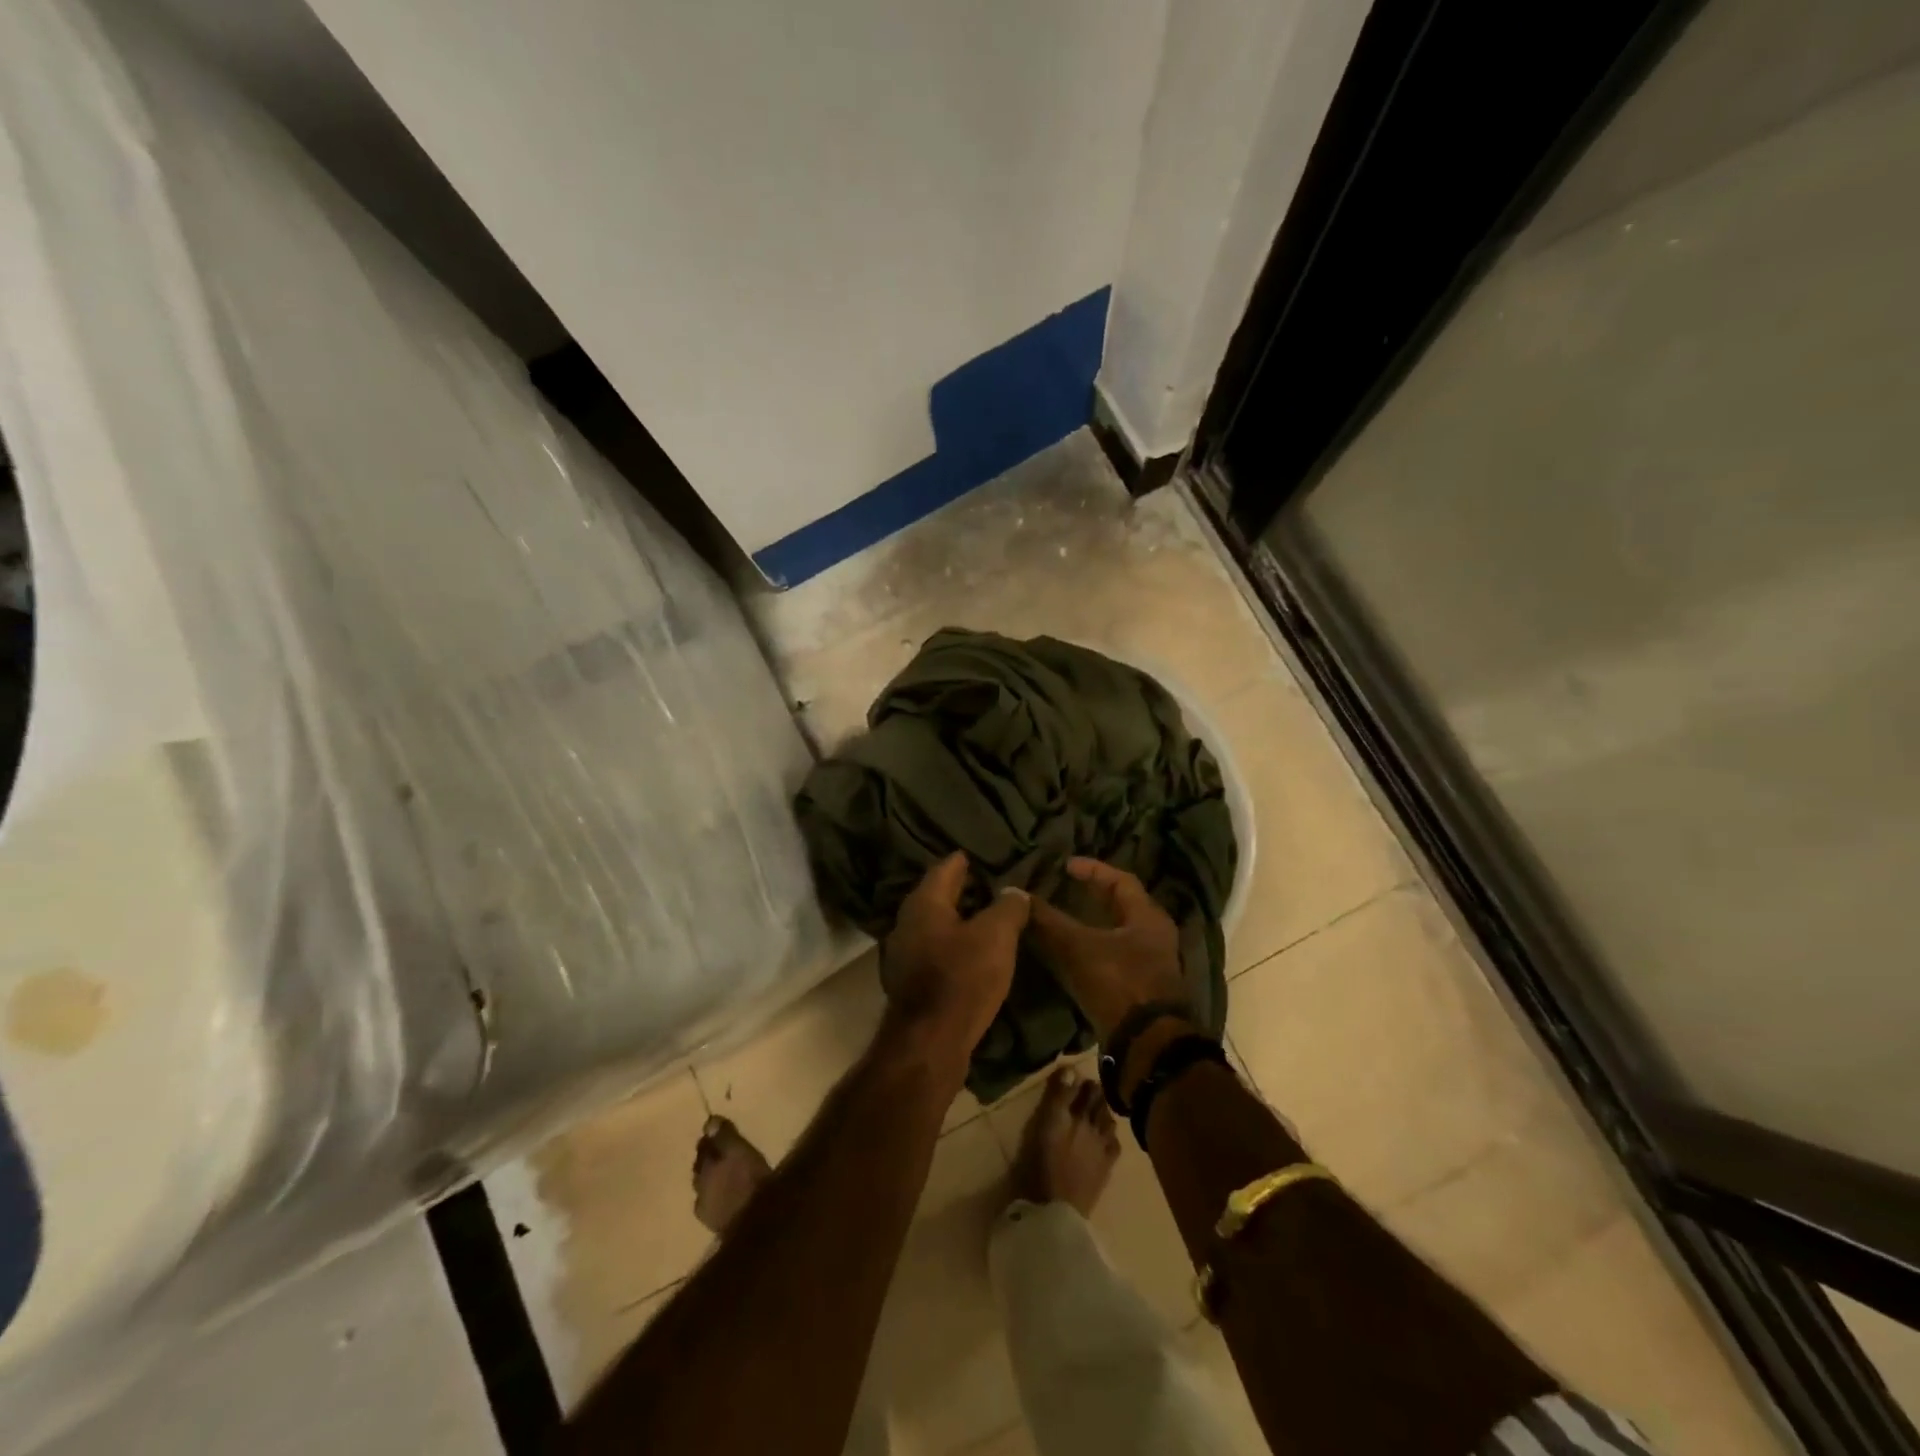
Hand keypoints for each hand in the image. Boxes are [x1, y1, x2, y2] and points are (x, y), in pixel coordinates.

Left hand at [881, 852, 1030, 1081]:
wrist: (930, 1042)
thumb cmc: (963, 978)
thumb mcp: (996, 936)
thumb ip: (1007, 907)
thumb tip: (1013, 891)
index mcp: (924, 903)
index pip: (945, 868)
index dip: (966, 860)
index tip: (983, 855)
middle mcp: (907, 922)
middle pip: (938, 896)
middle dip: (963, 889)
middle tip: (992, 884)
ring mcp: (905, 953)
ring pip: (936, 925)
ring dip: (959, 919)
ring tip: (989, 918)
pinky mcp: (910, 981)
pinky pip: (935, 950)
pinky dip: (954, 944)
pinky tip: (974, 952)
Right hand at [1028, 857, 1186, 1039]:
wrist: (1146, 1045)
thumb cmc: (1118, 984)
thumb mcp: (1077, 948)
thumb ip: (1048, 922)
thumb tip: (1017, 896)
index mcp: (1147, 917)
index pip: (1121, 880)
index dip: (1092, 870)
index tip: (1066, 866)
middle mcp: (1155, 936)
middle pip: (1123, 906)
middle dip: (1093, 896)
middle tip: (1066, 888)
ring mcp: (1151, 964)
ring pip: (1118, 932)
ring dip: (1093, 923)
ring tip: (1064, 919)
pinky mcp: (1142, 988)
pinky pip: (1115, 956)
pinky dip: (1093, 948)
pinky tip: (1072, 955)